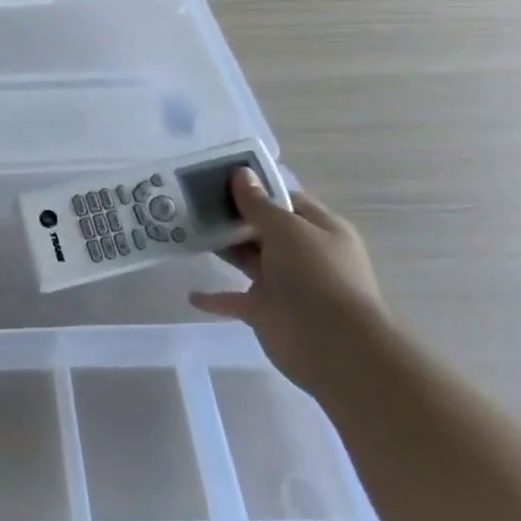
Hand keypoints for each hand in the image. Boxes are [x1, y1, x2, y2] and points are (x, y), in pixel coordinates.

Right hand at [188, 170, 384, 396]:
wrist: (335, 346)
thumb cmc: (317, 275)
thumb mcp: (288, 229)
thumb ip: (259, 204)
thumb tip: (241, 174)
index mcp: (319, 229)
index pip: (286, 199)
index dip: (256, 187)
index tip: (219, 176)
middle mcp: (303, 254)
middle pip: (263, 228)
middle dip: (233, 216)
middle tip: (193, 199)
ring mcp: (283, 284)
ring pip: (247, 259)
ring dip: (222, 248)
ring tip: (185, 230)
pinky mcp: (265, 311)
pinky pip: (234, 300)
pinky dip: (214, 298)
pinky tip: (191, 294)